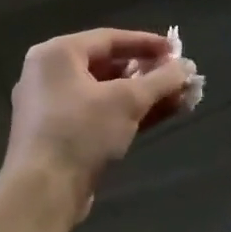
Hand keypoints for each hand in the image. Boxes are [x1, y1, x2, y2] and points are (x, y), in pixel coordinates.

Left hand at [4, 29, 194, 224]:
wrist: (42, 193)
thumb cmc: (81, 132)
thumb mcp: (127, 101)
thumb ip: (160, 80)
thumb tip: (187, 66)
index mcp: (57, 54)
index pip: (109, 38)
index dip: (146, 43)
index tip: (177, 50)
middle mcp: (50, 74)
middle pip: (107, 65)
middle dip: (147, 73)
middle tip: (178, 76)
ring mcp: (52, 107)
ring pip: (105, 93)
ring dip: (142, 95)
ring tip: (179, 97)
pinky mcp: (60, 135)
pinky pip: (98, 114)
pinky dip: (126, 113)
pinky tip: (160, 115)